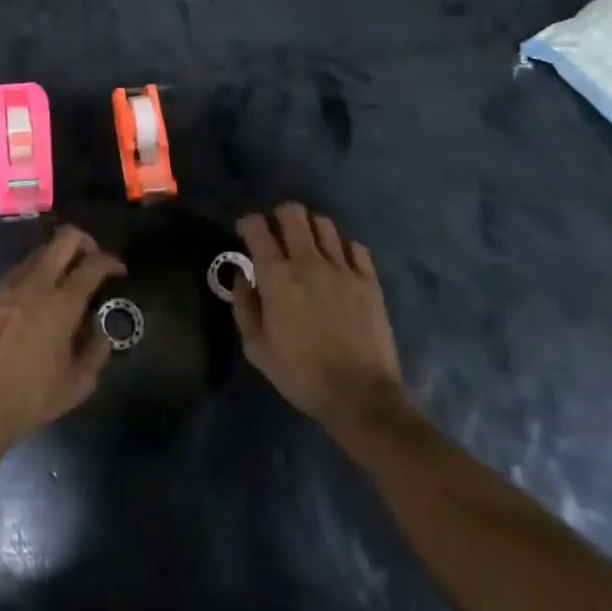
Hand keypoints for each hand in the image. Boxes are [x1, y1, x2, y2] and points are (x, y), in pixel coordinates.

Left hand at [0, 226, 125, 457]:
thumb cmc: (32, 397)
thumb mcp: (78, 383)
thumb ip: (96, 348)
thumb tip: (100, 327)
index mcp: (62, 303)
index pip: (93, 264)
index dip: (111, 262)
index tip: (119, 271)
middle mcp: (36, 282)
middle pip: (64, 238)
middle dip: (85, 242)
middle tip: (92, 262)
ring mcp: (9, 284)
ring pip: (40, 251)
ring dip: (58, 258)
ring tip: (65, 283)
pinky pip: (20, 271)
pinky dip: (36, 275)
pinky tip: (37, 301)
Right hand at [233, 203, 407, 435]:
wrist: (361, 397)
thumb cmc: (301, 374)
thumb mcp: (257, 348)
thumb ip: (244, 306)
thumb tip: (242, 277)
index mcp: (276, 276)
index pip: (257, 226)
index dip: (247, 223)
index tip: (245, 233)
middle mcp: (308, 262)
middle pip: (293, 213)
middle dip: (279, 216)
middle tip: (277, 234)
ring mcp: (342, 269)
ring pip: (324, 224)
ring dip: (311, 228)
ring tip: (308, 245)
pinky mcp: (369, 281)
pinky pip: (356, 247)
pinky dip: (343, 248)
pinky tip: (339, 263)